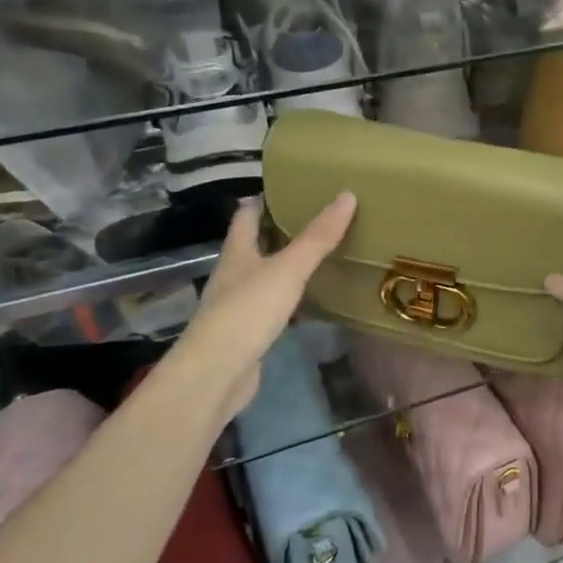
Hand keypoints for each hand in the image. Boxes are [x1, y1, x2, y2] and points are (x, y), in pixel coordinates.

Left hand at [171, 192, 357, 422]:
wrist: (216, 375)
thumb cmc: (247, 311)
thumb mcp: (287, 269)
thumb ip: (317, 237)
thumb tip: (347, 195)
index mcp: (237, 252)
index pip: (246, 215)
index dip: (264, 200)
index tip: (290, 188)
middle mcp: (233, 275)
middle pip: (254, 245)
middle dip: (280, 232)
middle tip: (317, 220)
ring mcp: (237, 306)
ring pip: (264, 277)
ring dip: (286, 267)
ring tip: (321, 256)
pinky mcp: (247, 334)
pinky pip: (271, 308)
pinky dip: (290, 300)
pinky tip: (311, 302)